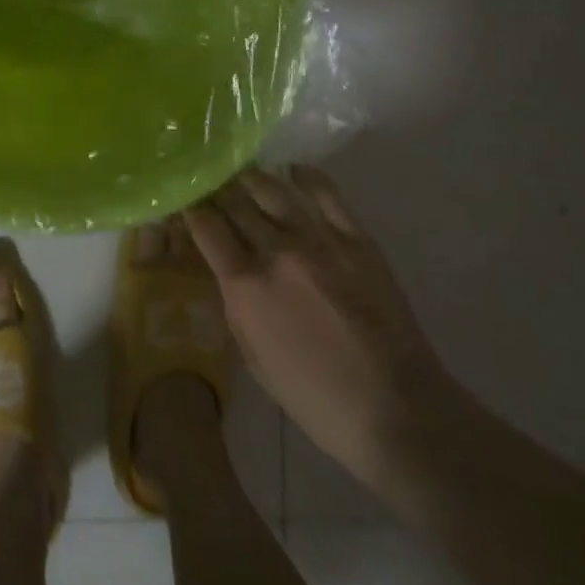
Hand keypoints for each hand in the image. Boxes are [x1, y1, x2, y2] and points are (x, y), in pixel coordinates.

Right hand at [184, 165, 461, 486]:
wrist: (398, 413)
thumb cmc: (317, 400)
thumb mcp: (254, 359)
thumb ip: (235, 304)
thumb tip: (227, 267)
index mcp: (246, 284)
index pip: (205, 225)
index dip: (190, 208)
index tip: (185, 201)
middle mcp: (276, 250)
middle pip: (234, 200)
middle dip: (216, 189)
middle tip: (209, 183)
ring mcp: (319, 239)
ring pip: (272, 188)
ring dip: (251, 178)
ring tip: (243, 174)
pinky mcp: (355, 238)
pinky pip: (326, 192)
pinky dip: (305, 176)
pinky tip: (293, 171)